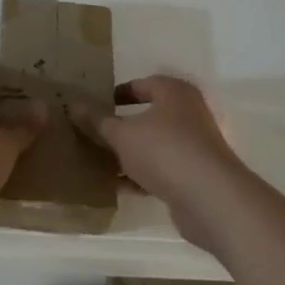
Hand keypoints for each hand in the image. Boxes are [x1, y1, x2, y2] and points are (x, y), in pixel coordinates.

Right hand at [79, 76, 249, 251]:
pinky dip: (142, 176)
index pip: (141, 84)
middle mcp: (188, 113)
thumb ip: (97, 121)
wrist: (211, 199)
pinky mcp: (196, 176)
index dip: (118, 93)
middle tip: (95, 134)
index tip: (96, 104)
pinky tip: (118, 187)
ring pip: (154, 145)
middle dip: (122, 127)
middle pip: (148, 116)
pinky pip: (162, 170)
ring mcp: (195, 146)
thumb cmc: (164, 150)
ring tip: (100, 162)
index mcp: (173, 92)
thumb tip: (73, 104)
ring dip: (130, 154)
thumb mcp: (122, 134)